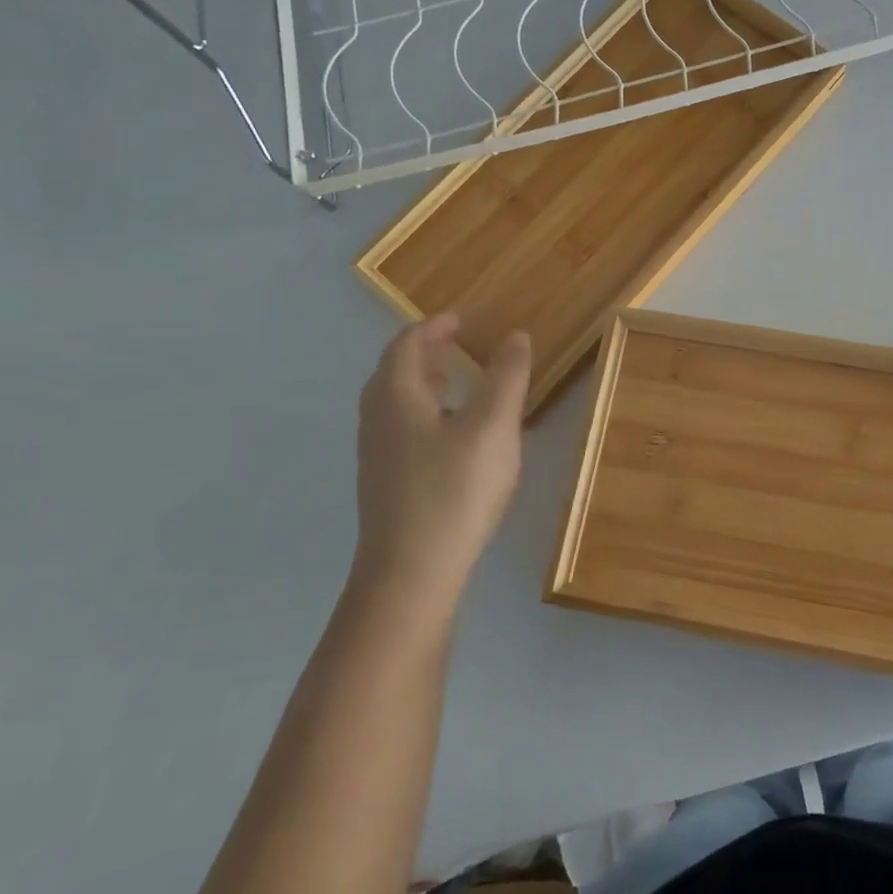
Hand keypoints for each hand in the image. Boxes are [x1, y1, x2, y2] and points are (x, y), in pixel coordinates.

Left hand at [351, 313, 530, 618]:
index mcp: (396, 396)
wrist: (411, 574)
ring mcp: (377, 455)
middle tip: (458, 344)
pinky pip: (401, 429)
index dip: (434, 327)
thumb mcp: (493, 426)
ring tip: (455, 381)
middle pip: (394, 372)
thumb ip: (507, 376)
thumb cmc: (454, 490)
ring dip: (424, 383)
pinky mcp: (386, 484)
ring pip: (395, 403)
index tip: (462, 319)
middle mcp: (377, 420)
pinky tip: (452, 435)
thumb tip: (515, 336)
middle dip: (425, 352)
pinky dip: (424, 412)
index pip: (406, 345)